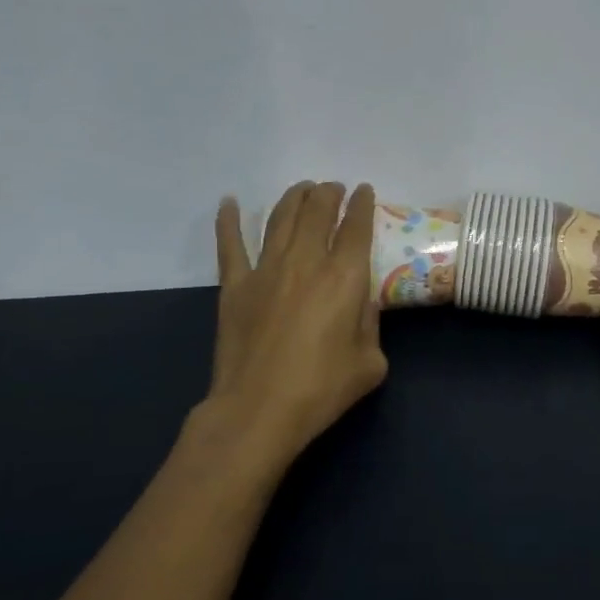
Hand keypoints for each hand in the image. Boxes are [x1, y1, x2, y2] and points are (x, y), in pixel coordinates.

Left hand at [199, 181, 388, 466]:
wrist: (258, 410)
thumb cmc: (320, 389)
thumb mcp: (369, 363)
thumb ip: (371, 325)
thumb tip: (362, 302)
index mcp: (344, 277)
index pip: (356, 226)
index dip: (362, 204)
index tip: (364, 192)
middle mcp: (306, 261)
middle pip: (318, 210)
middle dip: (329, 193)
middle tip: (334, 189)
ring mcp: (266, 269)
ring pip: (281, 217)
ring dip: (294, 197)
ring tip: (303, 189)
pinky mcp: (235, 285)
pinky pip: (230, 244)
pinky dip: (228, 221)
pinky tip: (229, 202)